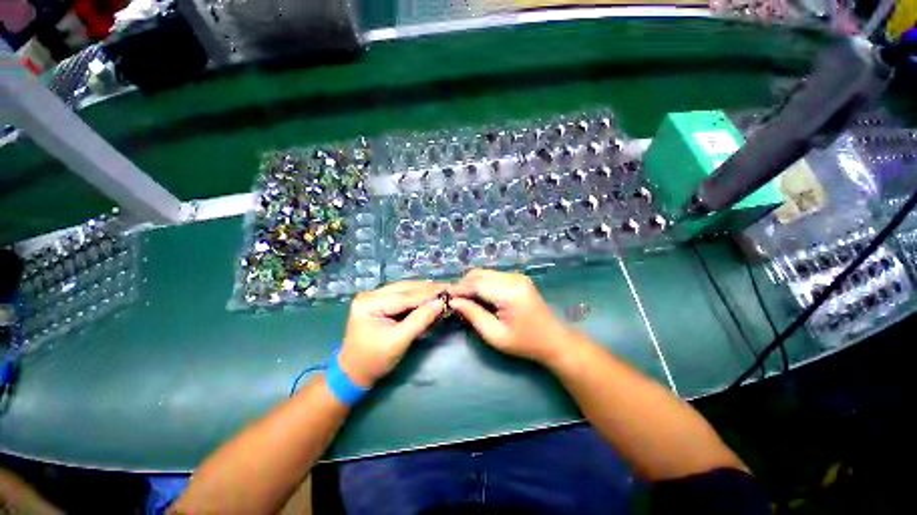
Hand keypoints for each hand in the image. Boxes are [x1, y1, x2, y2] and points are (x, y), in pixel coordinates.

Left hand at [339, 281, 445, 386]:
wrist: (353, 373)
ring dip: (424, 290)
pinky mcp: (378, 302)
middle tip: (449, 287)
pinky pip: (401, 295)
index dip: (429, 293)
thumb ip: (420, 319)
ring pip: (404, 289)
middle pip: (405, 288)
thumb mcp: (399, 341)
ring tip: (442, 289)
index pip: (406, 295)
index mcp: (370, 303)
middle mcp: (370, 294)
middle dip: (428, 289)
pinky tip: (429, 295)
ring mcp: (373, 296)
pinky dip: (416, 296)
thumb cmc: (374, 360)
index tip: (450, 289)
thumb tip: (440, 302)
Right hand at [447, 269, 572, 364]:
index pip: (476, 284)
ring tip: (464, 299)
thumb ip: (473, 315)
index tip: (445, 297)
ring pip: (485, 273)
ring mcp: (517, 276)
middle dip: (463, 284)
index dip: (459, 289)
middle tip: (454, 299)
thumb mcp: (495, 335)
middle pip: (479, 274)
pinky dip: (482, 283)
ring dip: (472, 283)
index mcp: (509, 292)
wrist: (554, 340)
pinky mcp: (518, 278)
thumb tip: (454, 302)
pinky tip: (478, 296)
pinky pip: (493, 276)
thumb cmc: (524, 343)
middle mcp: (513, 278)